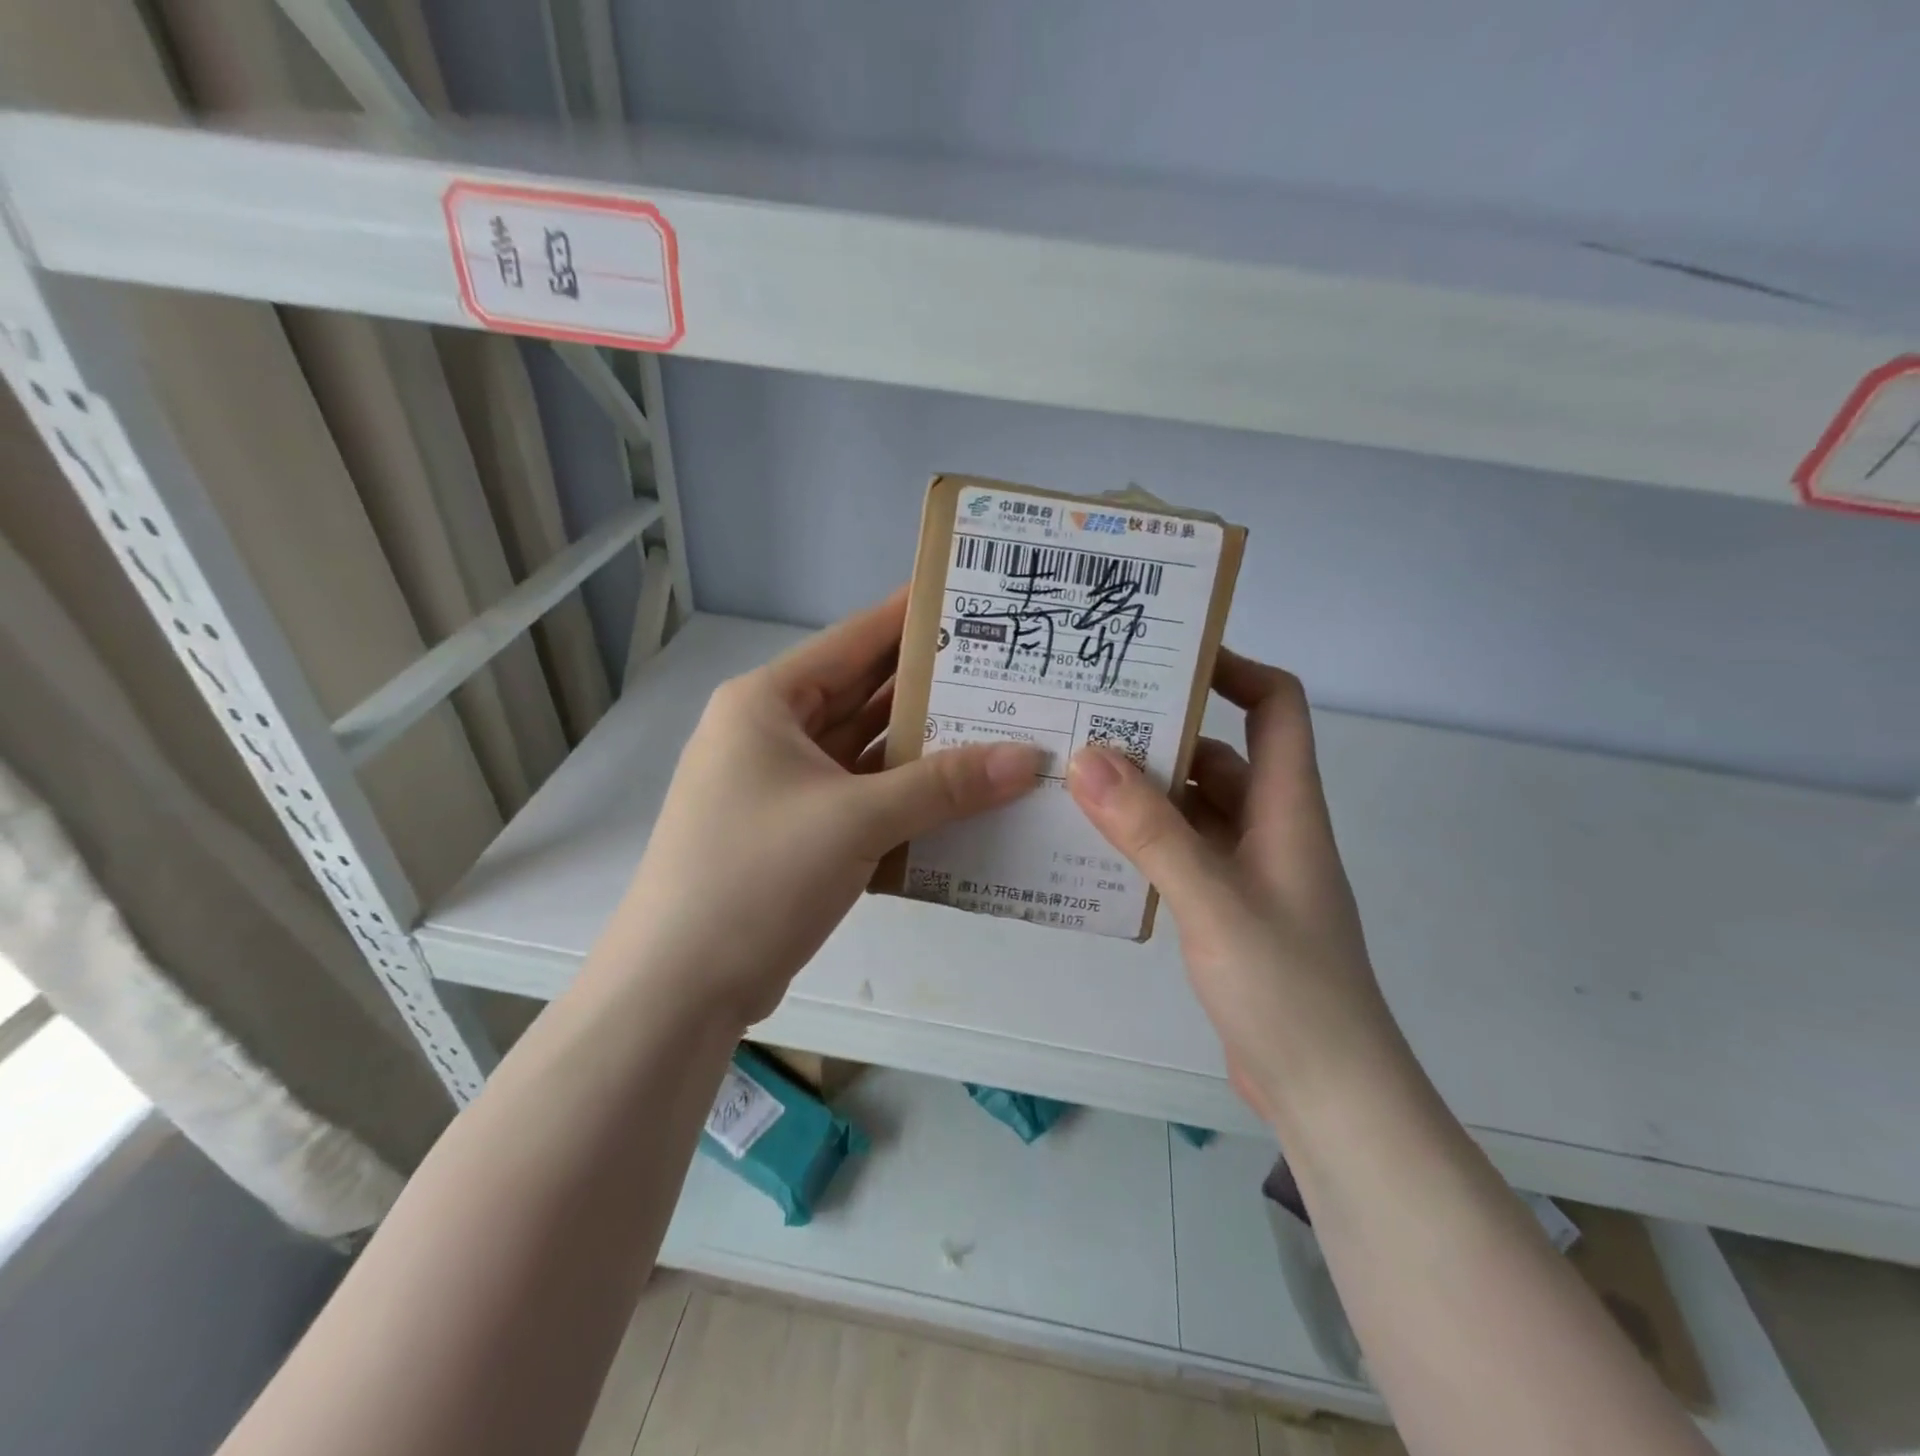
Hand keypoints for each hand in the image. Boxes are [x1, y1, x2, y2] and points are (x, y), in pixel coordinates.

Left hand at [612, 590, 1043, 1025]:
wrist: (679, 989)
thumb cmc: (756, 877)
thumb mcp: (855, 820)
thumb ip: (945, 785)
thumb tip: (1028, 759)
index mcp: (767, 703)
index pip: (853, 640)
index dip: (913, 617)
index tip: (975, 599)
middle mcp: (771, 733)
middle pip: (863, 695)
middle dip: (931, 687)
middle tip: (1006, 672)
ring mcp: (782, 786)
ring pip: (865, 750)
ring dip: (923, 747)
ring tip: (999, 728)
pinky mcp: (795, 833)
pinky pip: (861, 796)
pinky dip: (905, 795)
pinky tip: (961, 794)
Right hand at [1066, 648, 1394, 1127]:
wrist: (1327, 1095)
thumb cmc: (1288, 990)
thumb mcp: (1213, 901)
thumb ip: (1150, 830)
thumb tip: (1088, 757)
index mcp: (1287, 808)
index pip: (1277, 707)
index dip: (1234, 669)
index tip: (1168, 657)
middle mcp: (1270, 828)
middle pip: (1222, 753)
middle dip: (1163, 731)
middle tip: (1089, 715)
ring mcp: (1248, 870)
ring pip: (1195, 806)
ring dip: (1145, 790)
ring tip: (1075, 772)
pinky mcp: (1226, 909)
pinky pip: (1182, 851)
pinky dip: (1144, 838)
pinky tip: (1094, 842)